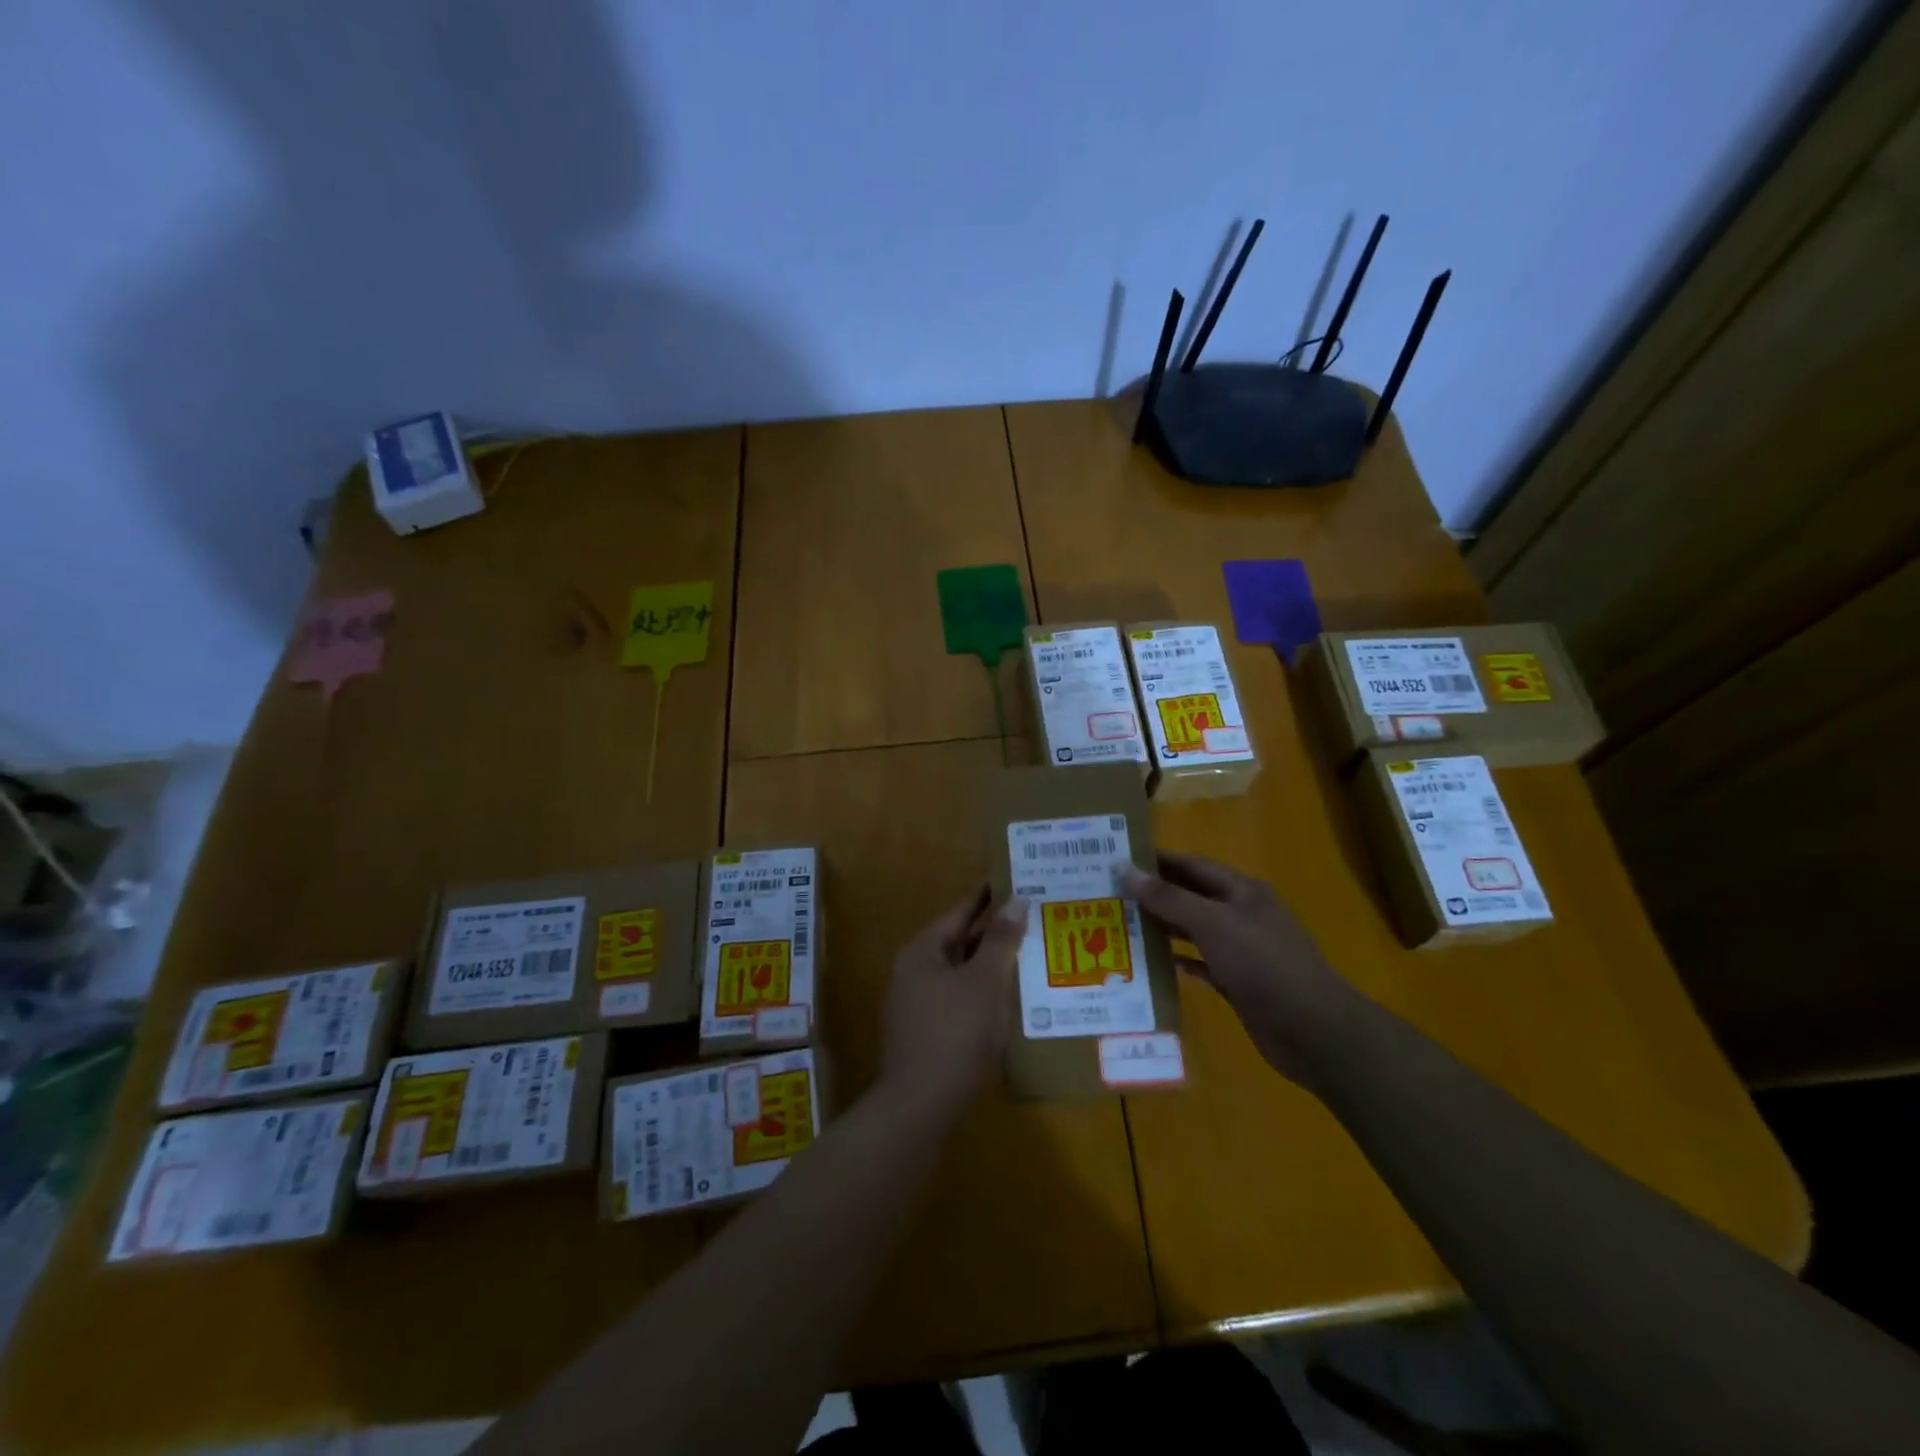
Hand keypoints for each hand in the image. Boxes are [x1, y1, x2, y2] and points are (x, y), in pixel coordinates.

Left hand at [877, 888, 1029, 1123]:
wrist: (918, 1109)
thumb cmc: (953, 1036)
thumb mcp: (983, 983)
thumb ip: (1000, 941)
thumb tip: (1016, 899)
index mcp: (923, 952)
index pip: (960, 912)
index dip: (988, 898)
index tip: (1017, 882)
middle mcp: (914, 972)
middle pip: (960, 942)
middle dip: (995, 934)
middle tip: (1034, 920)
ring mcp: (917, 1005)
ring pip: (961, 974)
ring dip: (991, 966)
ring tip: (1030, 957)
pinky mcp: (926, 1034)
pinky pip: (959, 1001)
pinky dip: (983, 995)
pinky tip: (1010, 1002)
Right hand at [1120, 852, 1359, 1085]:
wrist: (1313, 1030)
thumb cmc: (1263, 964)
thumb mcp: (1212, 923)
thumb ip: (1168, 898)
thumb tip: (1125, 869)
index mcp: (1241, 891)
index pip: (1191, 865)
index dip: (1156, 860)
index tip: (1117, 859)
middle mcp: (1241, 914)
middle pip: (1190, 897)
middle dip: (1154, 895)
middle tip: (1110, 895)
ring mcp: (1241, 950)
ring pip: (1194, 931)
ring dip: (1162, 928)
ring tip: (1121, 926)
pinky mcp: (1239, 982)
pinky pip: (1201, 964)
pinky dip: (1178, 961)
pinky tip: (1151, 964)